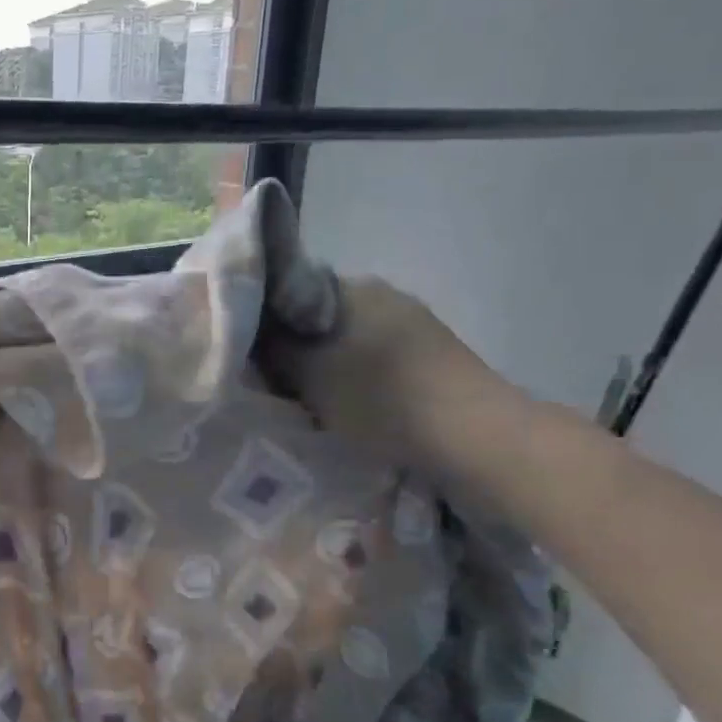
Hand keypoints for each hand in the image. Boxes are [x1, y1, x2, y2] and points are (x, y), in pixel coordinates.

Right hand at [262, 276, 527, 468]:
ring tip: (310, 399)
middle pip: (319, 318)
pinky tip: (351, 406)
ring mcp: (413, 323)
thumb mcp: (307, 374)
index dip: (263, 321)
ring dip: (328, 365)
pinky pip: (376, 360)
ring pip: (348, 340)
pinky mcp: (433, 355)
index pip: (289, 292)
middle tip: (275, 382)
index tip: (250, 354)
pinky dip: (358, 379)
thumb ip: (271, 349)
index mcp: (351, 286)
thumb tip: (252, 334)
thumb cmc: (378, 398)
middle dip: (297, 347)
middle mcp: (383, 294)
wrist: (472, 436)